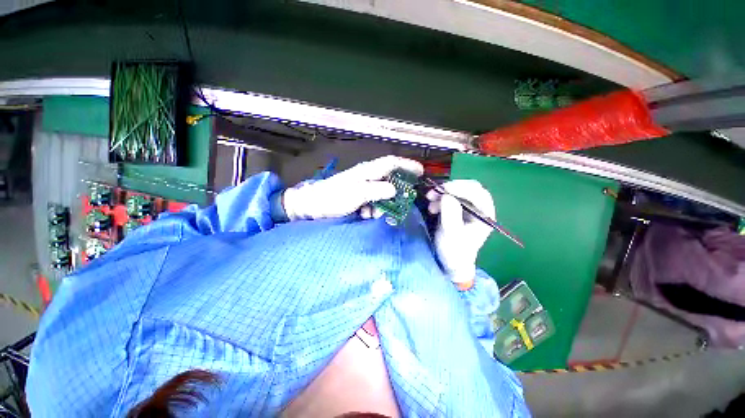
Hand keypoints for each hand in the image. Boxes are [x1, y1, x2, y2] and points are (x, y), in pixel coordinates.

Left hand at [283, 156, 423, 219]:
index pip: (391, 162)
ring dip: (383, 205)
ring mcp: (362, 187)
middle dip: (395, 194)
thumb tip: (394, 190)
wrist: (312, 206)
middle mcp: (366, 177)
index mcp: (367, 171)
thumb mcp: (356, 194)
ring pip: (382, 194)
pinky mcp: (358, 197)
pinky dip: (373, 210)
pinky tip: (366, 216)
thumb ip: (376, 191)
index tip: (420, 172)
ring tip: (374, 215)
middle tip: (398, 206)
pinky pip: (373, 202)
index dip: (407, 165)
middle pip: (389, 180)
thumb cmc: (333, 198)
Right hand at [426, 180, 494, 285]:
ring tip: (429, 199)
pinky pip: (450, 197)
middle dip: (450, 188)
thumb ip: (451, 215)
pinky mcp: (459, 209)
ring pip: (458, 191)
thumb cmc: (454, 250)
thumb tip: (447, 196)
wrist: (451, 261)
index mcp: (485, 215)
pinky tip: (432, 207)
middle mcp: (480, 209)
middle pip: (469, 189)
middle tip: (434, 191)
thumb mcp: (451, 234)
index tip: (444, 189)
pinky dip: (440, 198)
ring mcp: (469, 208)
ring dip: (442, 193)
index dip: (461, 188)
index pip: (478, 194)